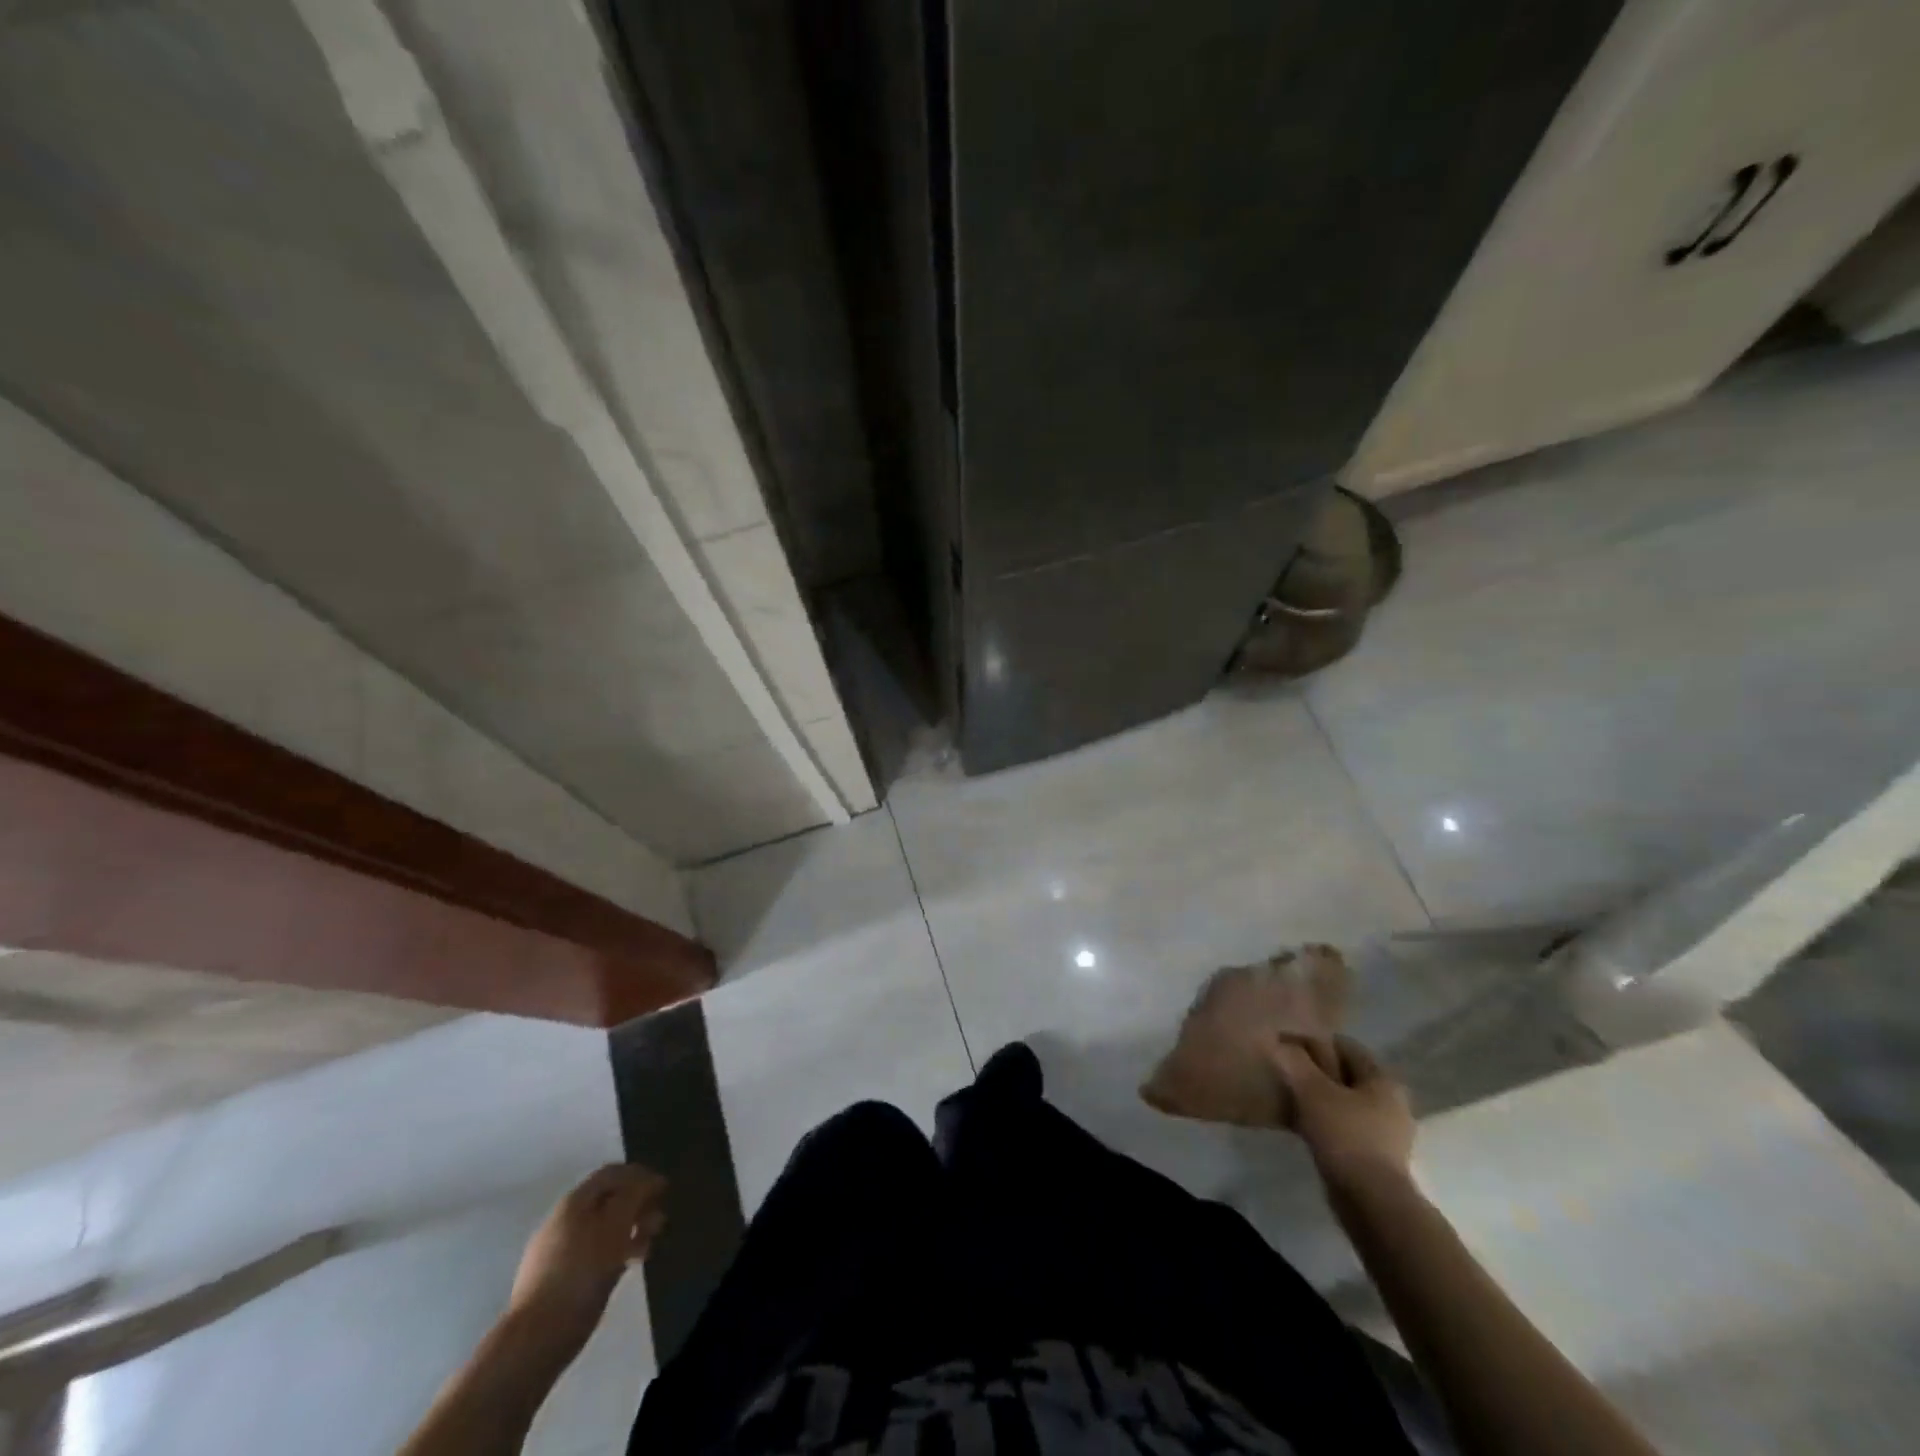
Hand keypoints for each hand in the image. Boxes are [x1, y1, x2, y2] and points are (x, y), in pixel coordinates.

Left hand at [508, 1164, 666, 1345]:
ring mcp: (558, 1250)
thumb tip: (651, 1180)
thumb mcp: (615, 1227)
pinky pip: (593, 1252)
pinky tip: (628, 1265)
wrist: (535, 1339)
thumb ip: (634, 1197)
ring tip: (647, 1247)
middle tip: (659, 1221)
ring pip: (603, 1227)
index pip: (612, 1173)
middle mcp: (564, 1220)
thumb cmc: (581, 1274)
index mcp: (574, 1202)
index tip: (664, 1191)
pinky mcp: (558, 1278)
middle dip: (637, 1205)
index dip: (641, 1175)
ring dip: (629, 1230)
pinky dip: (614, 1252)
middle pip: (608, 1199)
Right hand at [1267, 1035, 1414, 1194]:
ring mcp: (1386, 1133)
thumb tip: (1278, 1041)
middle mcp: (1391, 1102)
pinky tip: (1300, 1125)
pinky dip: (1324, 1122)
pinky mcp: (1376, 1157)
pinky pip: (1344, 1127)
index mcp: (1383, 1079)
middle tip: (1285, 1070)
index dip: (1314, 1041)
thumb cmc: (1346, 1136)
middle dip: (1315, 1071)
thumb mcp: (1312, 1090)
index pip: (1345, 1046)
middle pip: (1345, 1074)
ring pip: (1344, 1102)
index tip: (1286, 1044)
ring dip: (1318, 1098)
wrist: (1372, 1203)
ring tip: (1288, 1096)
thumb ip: (1294, 1061)